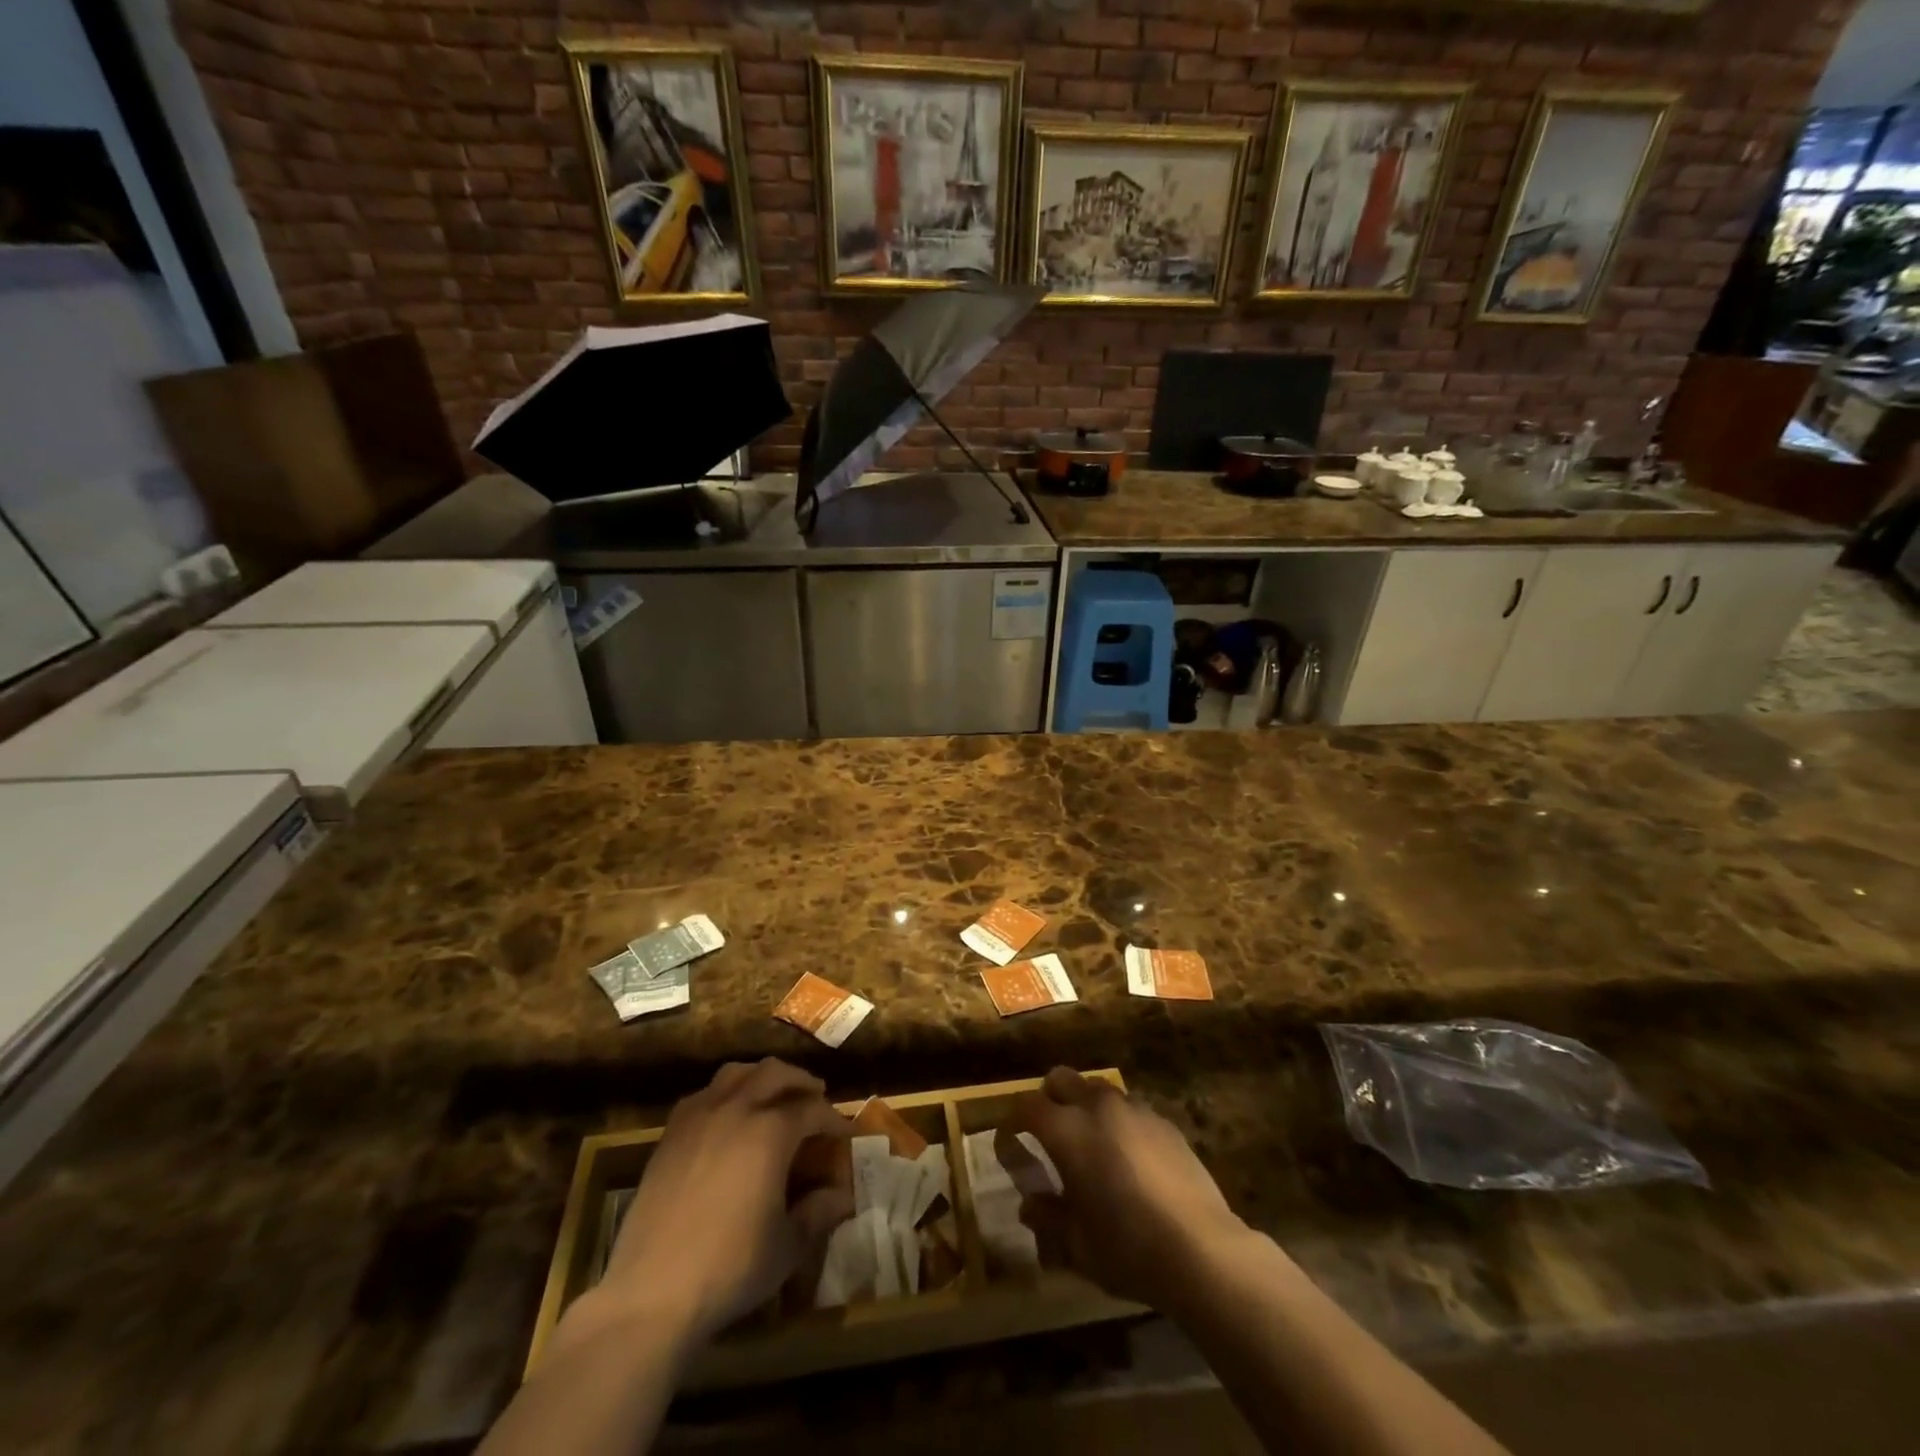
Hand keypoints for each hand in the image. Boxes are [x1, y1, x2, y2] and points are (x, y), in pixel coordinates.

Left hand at [600, 1058, 852, 1345]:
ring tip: (773, 1097)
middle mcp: (736, 1109)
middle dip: (800, 1082)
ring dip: (762, 1078)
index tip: (843, 1133)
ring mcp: (699, 1117)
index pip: (811, 1109)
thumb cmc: (730, 1268)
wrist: (651, 1293)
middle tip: (814, 1099)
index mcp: (771, 1131)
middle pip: (775, 1073)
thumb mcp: (787, 1245)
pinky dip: (725, 1094)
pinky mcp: (670, 1134)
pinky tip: (728, 1119)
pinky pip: (704, 1094)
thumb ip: (818, 1212)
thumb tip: (841, 1196)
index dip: (831, 1118)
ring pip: (737, 1073)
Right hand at [1000, 1067, 1246, 1312]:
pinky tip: (1129, 1159)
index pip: (1028, 1106)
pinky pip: (1130, 1109)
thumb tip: (1029, 1204)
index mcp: (1068, 1130)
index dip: (1014, 1119)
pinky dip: (1118, 1122)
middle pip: (1061, 1079)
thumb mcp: (1077, 1244)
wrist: (1202, 1250)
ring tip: (1091, 1144)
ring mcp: (1135, 1110)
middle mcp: (1098, 1108)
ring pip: (1097, 1089)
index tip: (1011, 1139)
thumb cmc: (1128, 1248)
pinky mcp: (1165, 1122)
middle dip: (1048, 1098)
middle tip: (1048, 1134)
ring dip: (1085, 1106)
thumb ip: (1048, 1216)